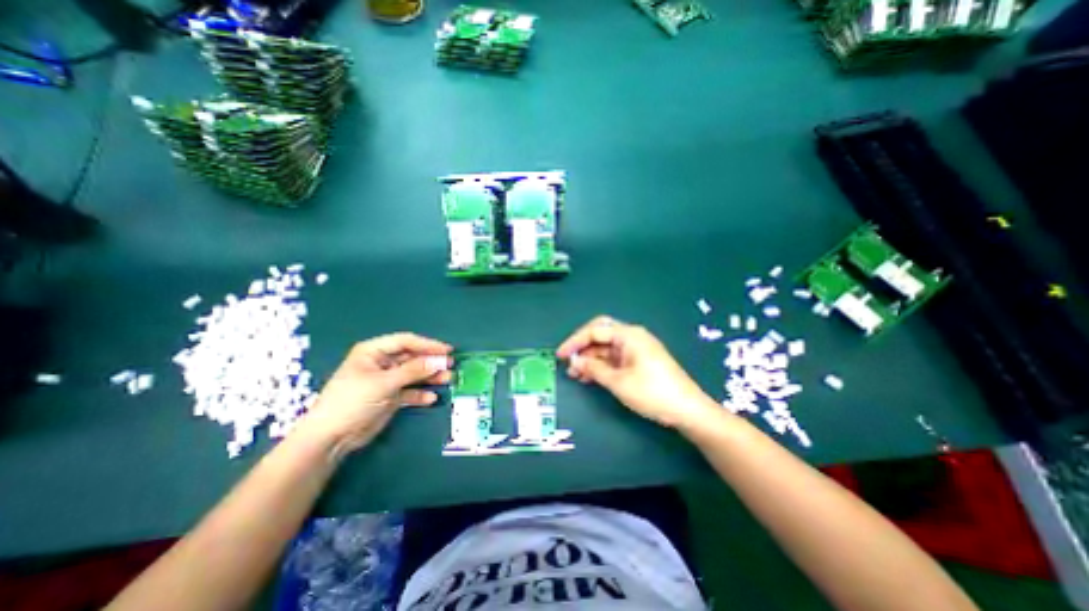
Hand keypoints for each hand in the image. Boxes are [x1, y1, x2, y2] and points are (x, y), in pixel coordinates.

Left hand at [293, 334, 452, 457]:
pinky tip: (431, 398)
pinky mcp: (389, 397)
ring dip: (430, 377)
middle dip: (431, 361)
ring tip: (448, 379)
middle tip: (450, 366)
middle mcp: (381, 363)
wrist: (330, 438)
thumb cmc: (352, 401)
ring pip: (413, 374)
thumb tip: (439, 361)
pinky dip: (420, 394)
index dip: (427, 344)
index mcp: (373, 352)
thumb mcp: (383, 383)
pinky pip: (409, 392)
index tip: (447, 350)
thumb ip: (413, 371)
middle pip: (412, 357)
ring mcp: (386, 380)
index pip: (405, 341)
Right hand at [557, 318, 720, 427]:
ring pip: (607, 348)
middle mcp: (632, 337)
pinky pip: (615, 358)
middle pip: (601, 335)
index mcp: (628, 335)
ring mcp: (636, 349)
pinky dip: (602, 365)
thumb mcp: (618, 382)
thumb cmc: (652, 392)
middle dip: (583, 347)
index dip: (575, 341)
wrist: (688, 410)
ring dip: (591, 358)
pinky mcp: (639, 361)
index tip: (560, 355)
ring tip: (576, 375)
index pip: (595, 331)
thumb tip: (574, 361)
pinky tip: (590, 377)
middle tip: (568, 362)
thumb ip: (593, 369)